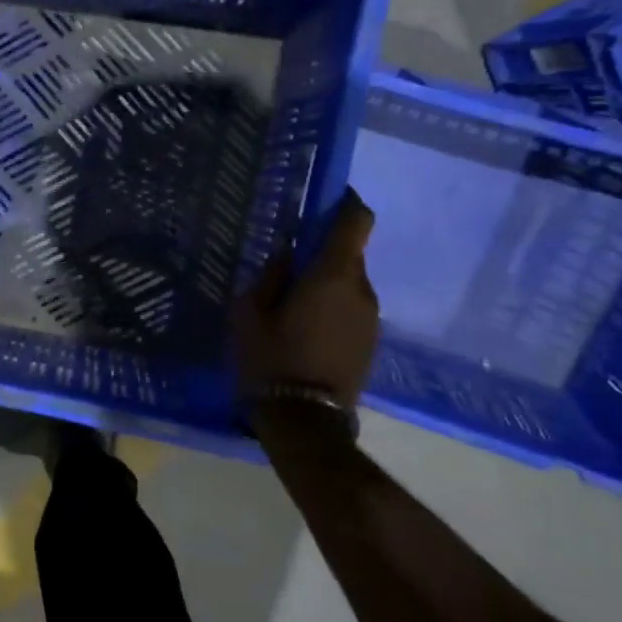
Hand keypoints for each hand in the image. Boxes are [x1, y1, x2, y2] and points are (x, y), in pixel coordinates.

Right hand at [233, 189, 379, 410]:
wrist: (305, 422)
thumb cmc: (271, 359)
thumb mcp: (250, 313)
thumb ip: (269, 276)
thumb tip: (284, 252)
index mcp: (333, 275)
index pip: (356, 221)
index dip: (346, 202)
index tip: (326, 198)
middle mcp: (362, 290)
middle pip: (350, 254)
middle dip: (322, 252)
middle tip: (286, 266)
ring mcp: (372, 318)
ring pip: (349, 284)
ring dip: (326, 283)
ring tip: (291, 304)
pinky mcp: (371, 342)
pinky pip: (351, 309)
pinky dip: (332, 307)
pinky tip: (304, 329)